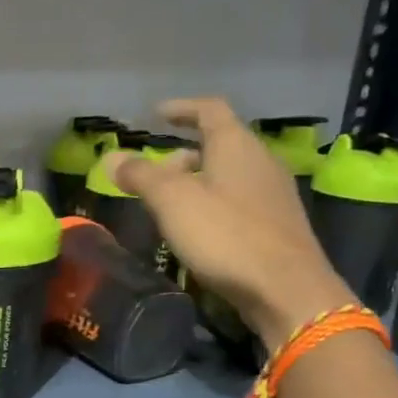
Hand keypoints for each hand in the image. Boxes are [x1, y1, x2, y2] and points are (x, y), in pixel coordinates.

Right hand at [106, 97, 355, 349]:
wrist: (286, 288)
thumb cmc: (225, 235)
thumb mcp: (172, 202)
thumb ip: (141, 176)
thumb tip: (110, 157)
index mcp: (236, 145)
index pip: (209, 110)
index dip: (181, 108)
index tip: (156, 114)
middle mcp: (260, 160)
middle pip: (220, 144)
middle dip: (183, 153)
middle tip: (154, 173)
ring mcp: (273, 193)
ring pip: (229, 174)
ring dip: (198, 180)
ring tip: (170, 204)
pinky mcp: (277, 224)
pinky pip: (239, 200)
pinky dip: (214, 202)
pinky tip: (199, 229)